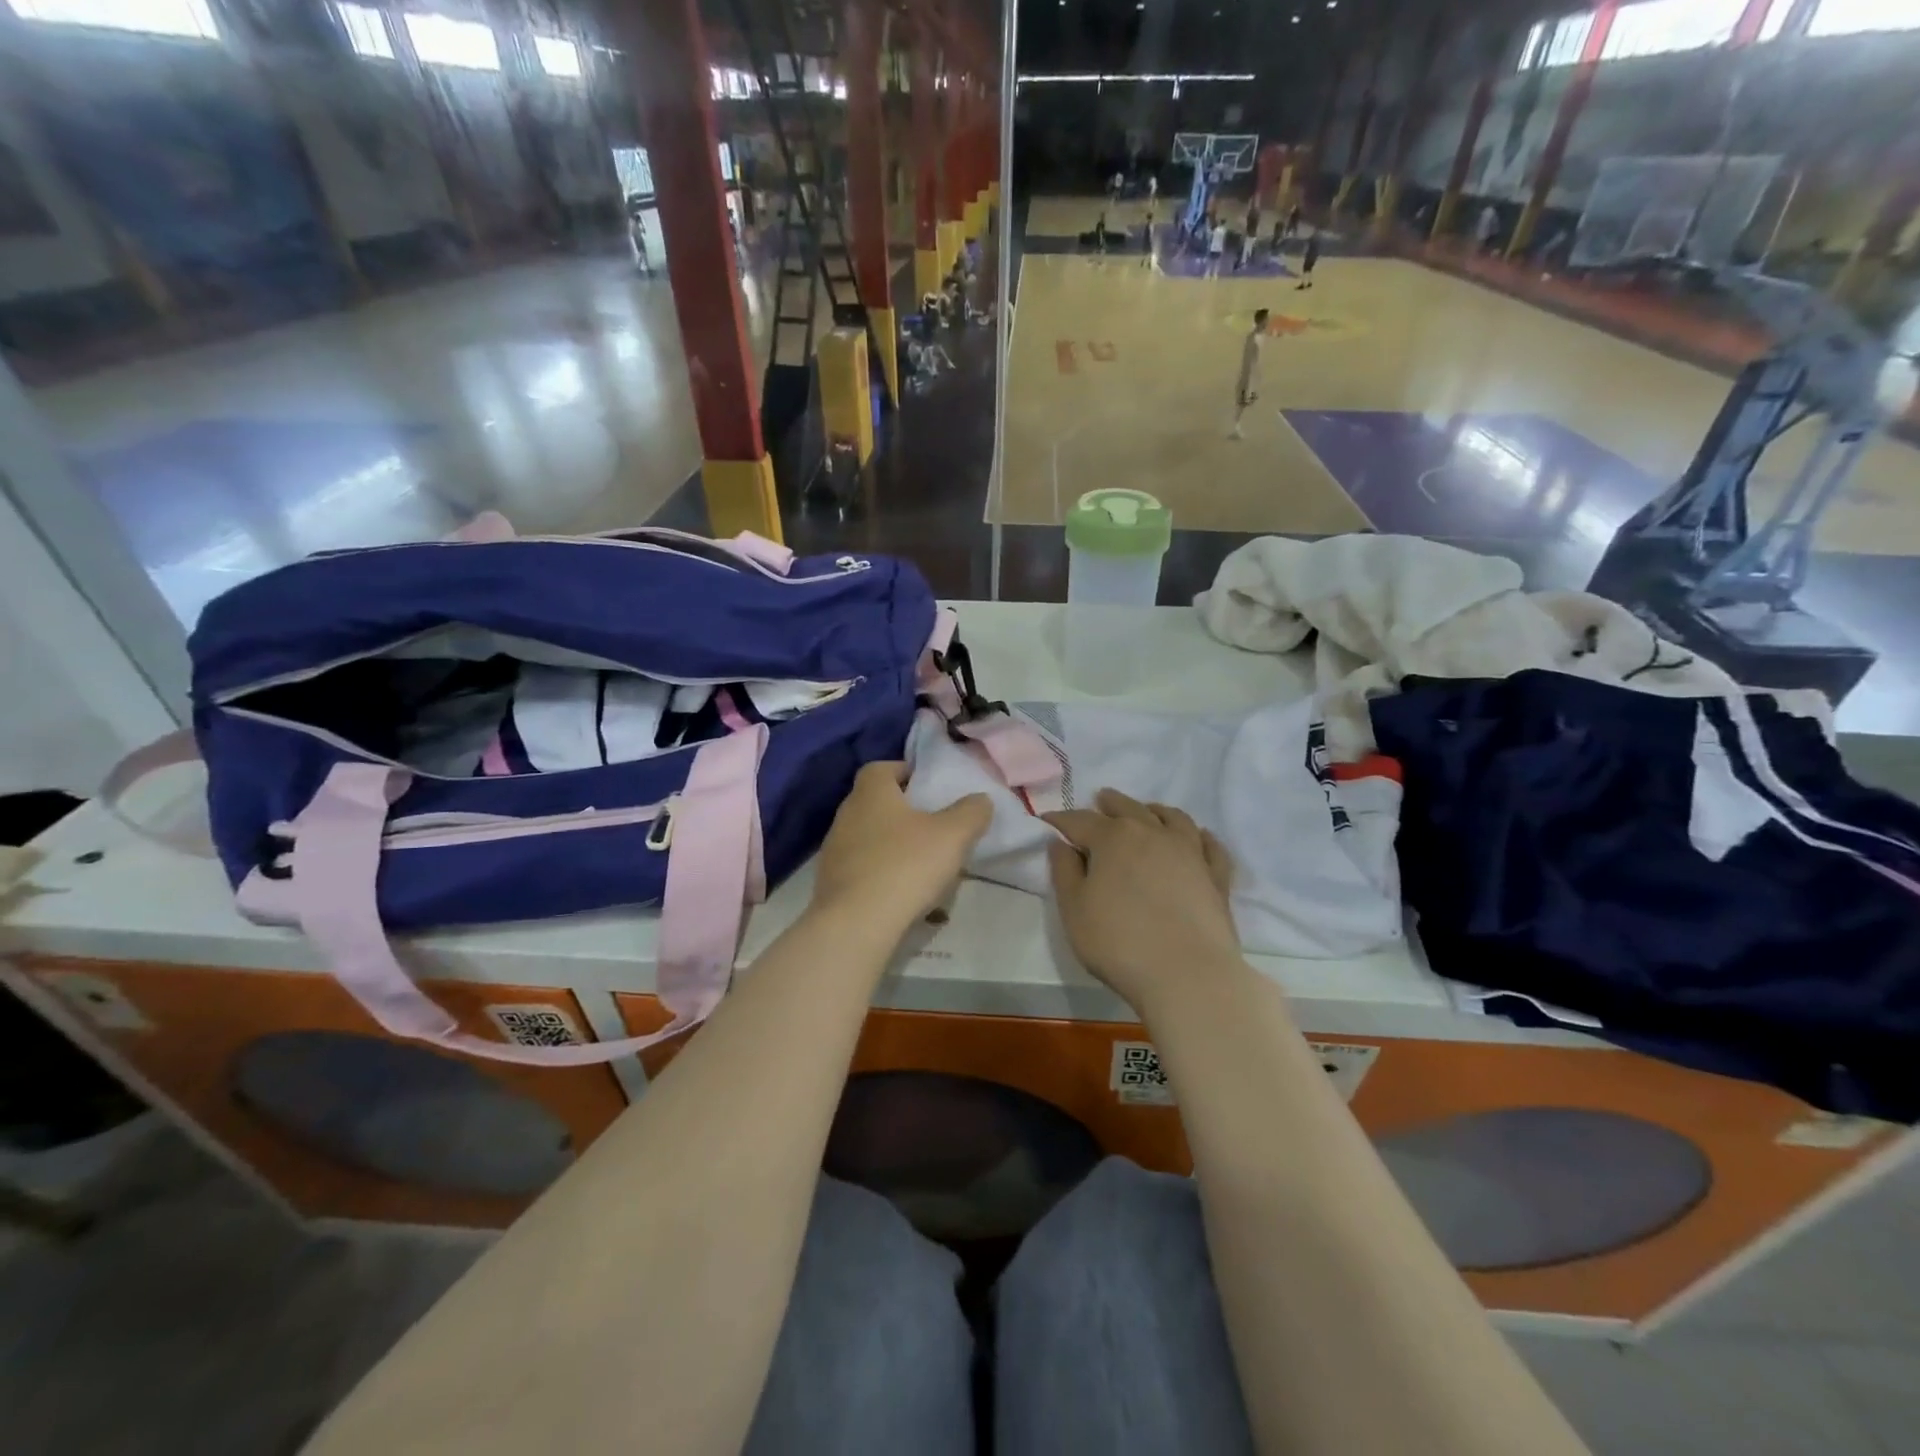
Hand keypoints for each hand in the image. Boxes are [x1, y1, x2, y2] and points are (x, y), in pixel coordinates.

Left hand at [811, 762, 990, 933]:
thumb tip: (980, 800)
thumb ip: (971, 812)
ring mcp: (834, 850)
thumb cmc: (905, 866)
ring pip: (867, 836)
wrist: (856, 924)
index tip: (929, 788)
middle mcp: (846, 814)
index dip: (905, 773)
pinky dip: (879, 872)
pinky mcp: (830, 883)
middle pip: (874, 802)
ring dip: (891, 844)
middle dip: (901, 811)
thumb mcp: (953, 835)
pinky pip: (860, 867)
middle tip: (931, 826)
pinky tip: (900, 891)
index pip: (881, 768)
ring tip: (920, 863)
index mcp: (871, 793)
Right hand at [1045, 791, 1244, 1013]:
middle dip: (1109, 804)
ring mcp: (1189, 851)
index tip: (1048, 821)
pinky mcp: (1216, 875)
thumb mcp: (1074, 910)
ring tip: (1147, 811)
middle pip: (1128, 808)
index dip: (1061, 820)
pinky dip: (1200, 836)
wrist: (1187, 974)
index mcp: (1113, 838)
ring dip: (1154, 810)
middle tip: (1100, 801)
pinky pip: (1209, 844)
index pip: (1080, 821)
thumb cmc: (1119, 942)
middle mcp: (1152, 833)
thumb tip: (1059, 843)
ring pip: (1172, 817)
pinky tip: (1197, 838)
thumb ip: (1064, 871)